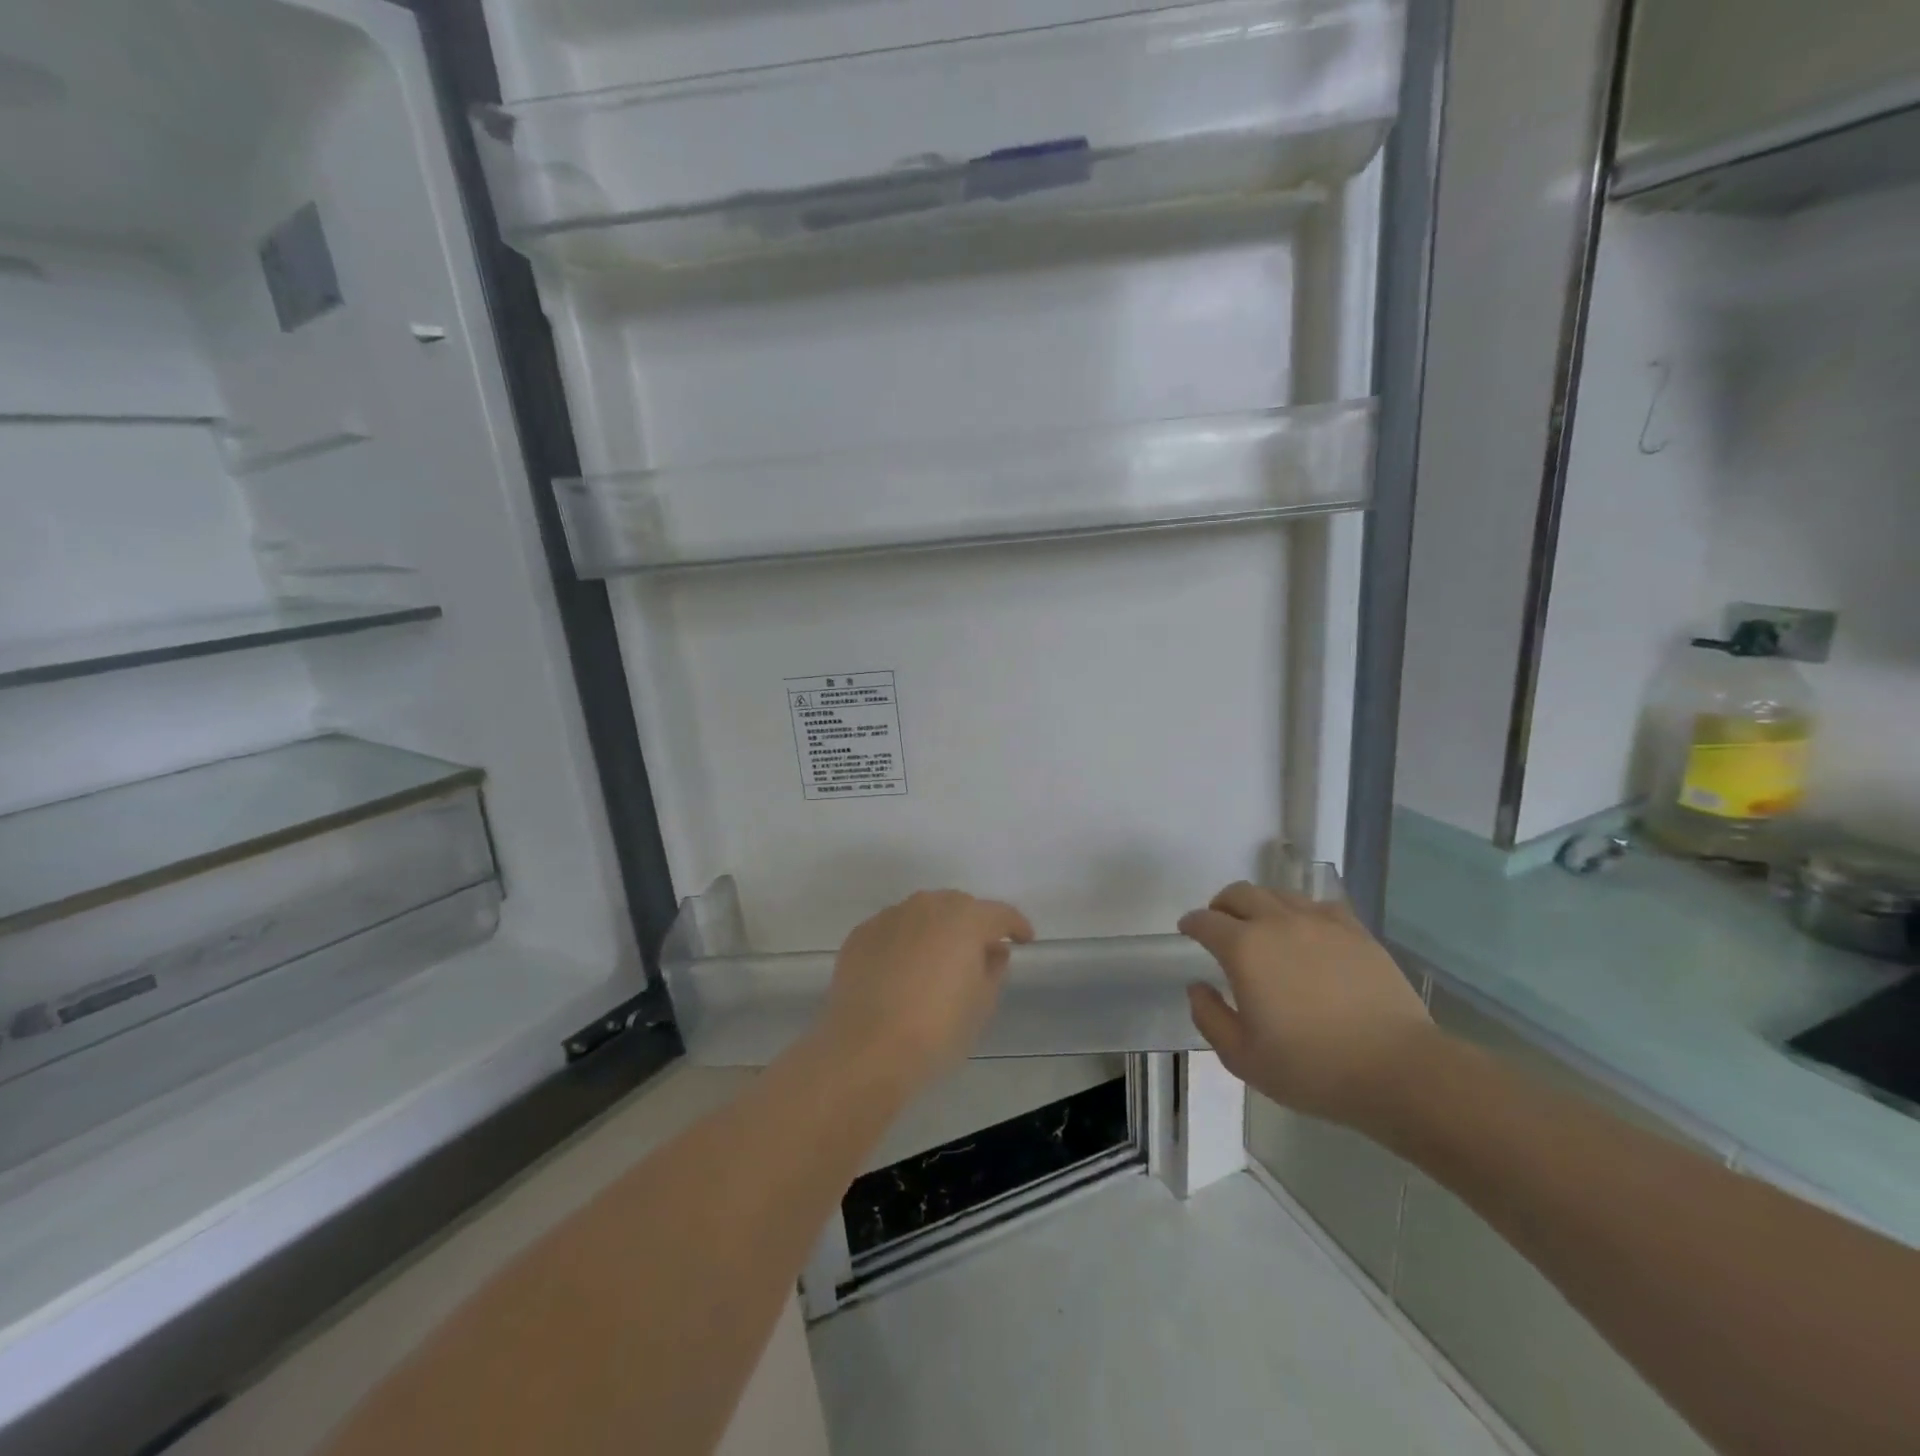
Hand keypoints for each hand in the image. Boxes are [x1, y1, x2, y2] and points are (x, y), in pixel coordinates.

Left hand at [818, 890, 1033, 1094]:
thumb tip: (992, 951)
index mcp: (965, 920)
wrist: (866, 1048)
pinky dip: (904, 942)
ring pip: (922, 913)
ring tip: (937, 960)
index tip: (1024, 939)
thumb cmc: (936, 1029)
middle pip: (958, 906)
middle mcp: (926, 906)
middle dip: (972, 924)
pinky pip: (893, 930)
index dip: (1015, 925)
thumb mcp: (981, 1005)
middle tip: (978, 952)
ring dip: (935, 929)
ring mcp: (889, 917)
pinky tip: (902, 970)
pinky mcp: (861, 935)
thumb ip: (993, 969)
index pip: (999, 913)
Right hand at [1180, 881, 1437, 1130]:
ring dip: (1260, 905)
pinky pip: (1319, 906)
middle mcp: (1277, 922)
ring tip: (1261, 927)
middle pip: (1240, 894)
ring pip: (1278, 894)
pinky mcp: (1356, 931)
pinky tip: (1307, 932)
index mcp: (1244, 949)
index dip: (1191, 923)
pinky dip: (1302, 912)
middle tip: (1219, 924)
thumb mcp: (1243, 1057)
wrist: (1398, 1070)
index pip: (1205, 921)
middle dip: (1221, 905)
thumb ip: (1210, 1017)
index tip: (1187, 931)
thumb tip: (1198, 987)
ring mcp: (1320, 922)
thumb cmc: (1312, 1068)